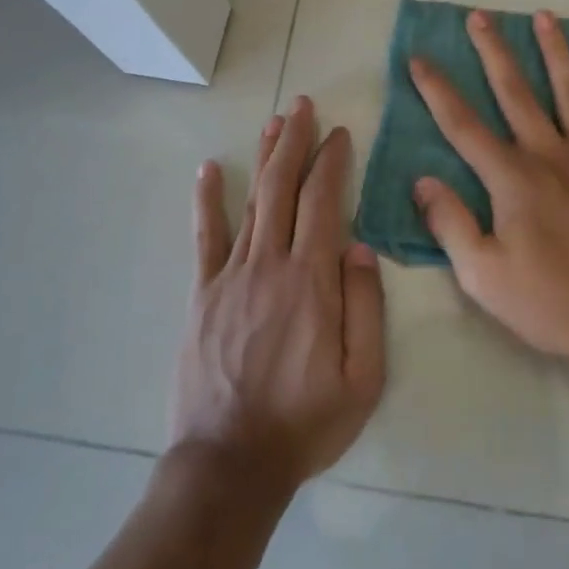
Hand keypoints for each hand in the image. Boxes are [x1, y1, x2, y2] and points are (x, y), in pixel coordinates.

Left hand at [172, 97, 386, 490]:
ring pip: (252, 202)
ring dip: (264, 158)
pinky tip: (208, 169)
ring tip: (275, 122)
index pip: (324, 203)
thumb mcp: (363, 378)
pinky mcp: (203, 295)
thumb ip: (366, 307)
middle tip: (303, 105)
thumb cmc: (306, 423)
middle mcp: (271, 265)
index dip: (332, 163)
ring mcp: (231, 276)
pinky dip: (207, 200)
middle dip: (296, 142)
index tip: (340, 134)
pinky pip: (206, 238)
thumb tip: (360, 246)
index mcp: (313, 282)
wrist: (230, 463)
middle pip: (284, 188)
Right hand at [410, 9, 568, 365]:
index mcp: (511, 177)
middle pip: (515, 91)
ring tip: (543, 16)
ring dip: (554, 51)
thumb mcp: (484, 276)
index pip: (463, 124)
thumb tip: (423, 181)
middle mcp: (550, 151)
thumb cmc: (555, 301)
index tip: (419, 58)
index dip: (437, 89)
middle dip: (493, 51)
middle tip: (479, 16)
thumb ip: (451, 224)